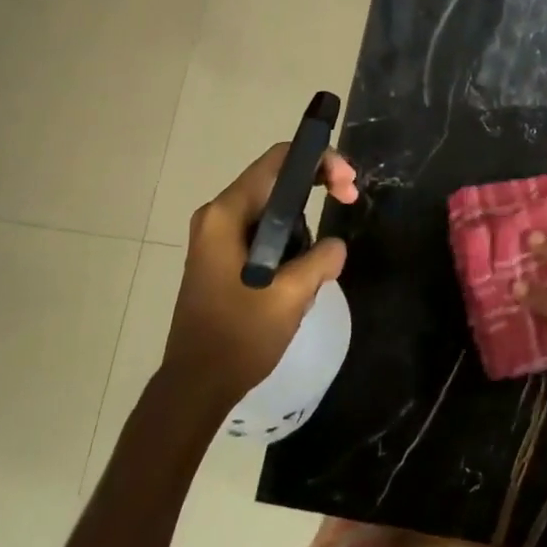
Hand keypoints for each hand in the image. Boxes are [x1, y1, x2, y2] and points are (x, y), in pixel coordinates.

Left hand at [168, 143, 358, 407]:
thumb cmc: (240, 336)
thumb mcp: (291, 295)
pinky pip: (263, 230)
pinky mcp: (221, 257)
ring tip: (324, 251)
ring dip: (304, 219)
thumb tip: (335, 245)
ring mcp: (216, 237)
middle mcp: (217, 216)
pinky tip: (303, 268)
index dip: (320, 161)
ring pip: (272, 207)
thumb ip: (322, 258)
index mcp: (227, 214)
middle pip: (276, 179)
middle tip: (350, 200)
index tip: (349, 186)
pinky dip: (289, 238)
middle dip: (317, 185)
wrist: (196, 385)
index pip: (279, 160)